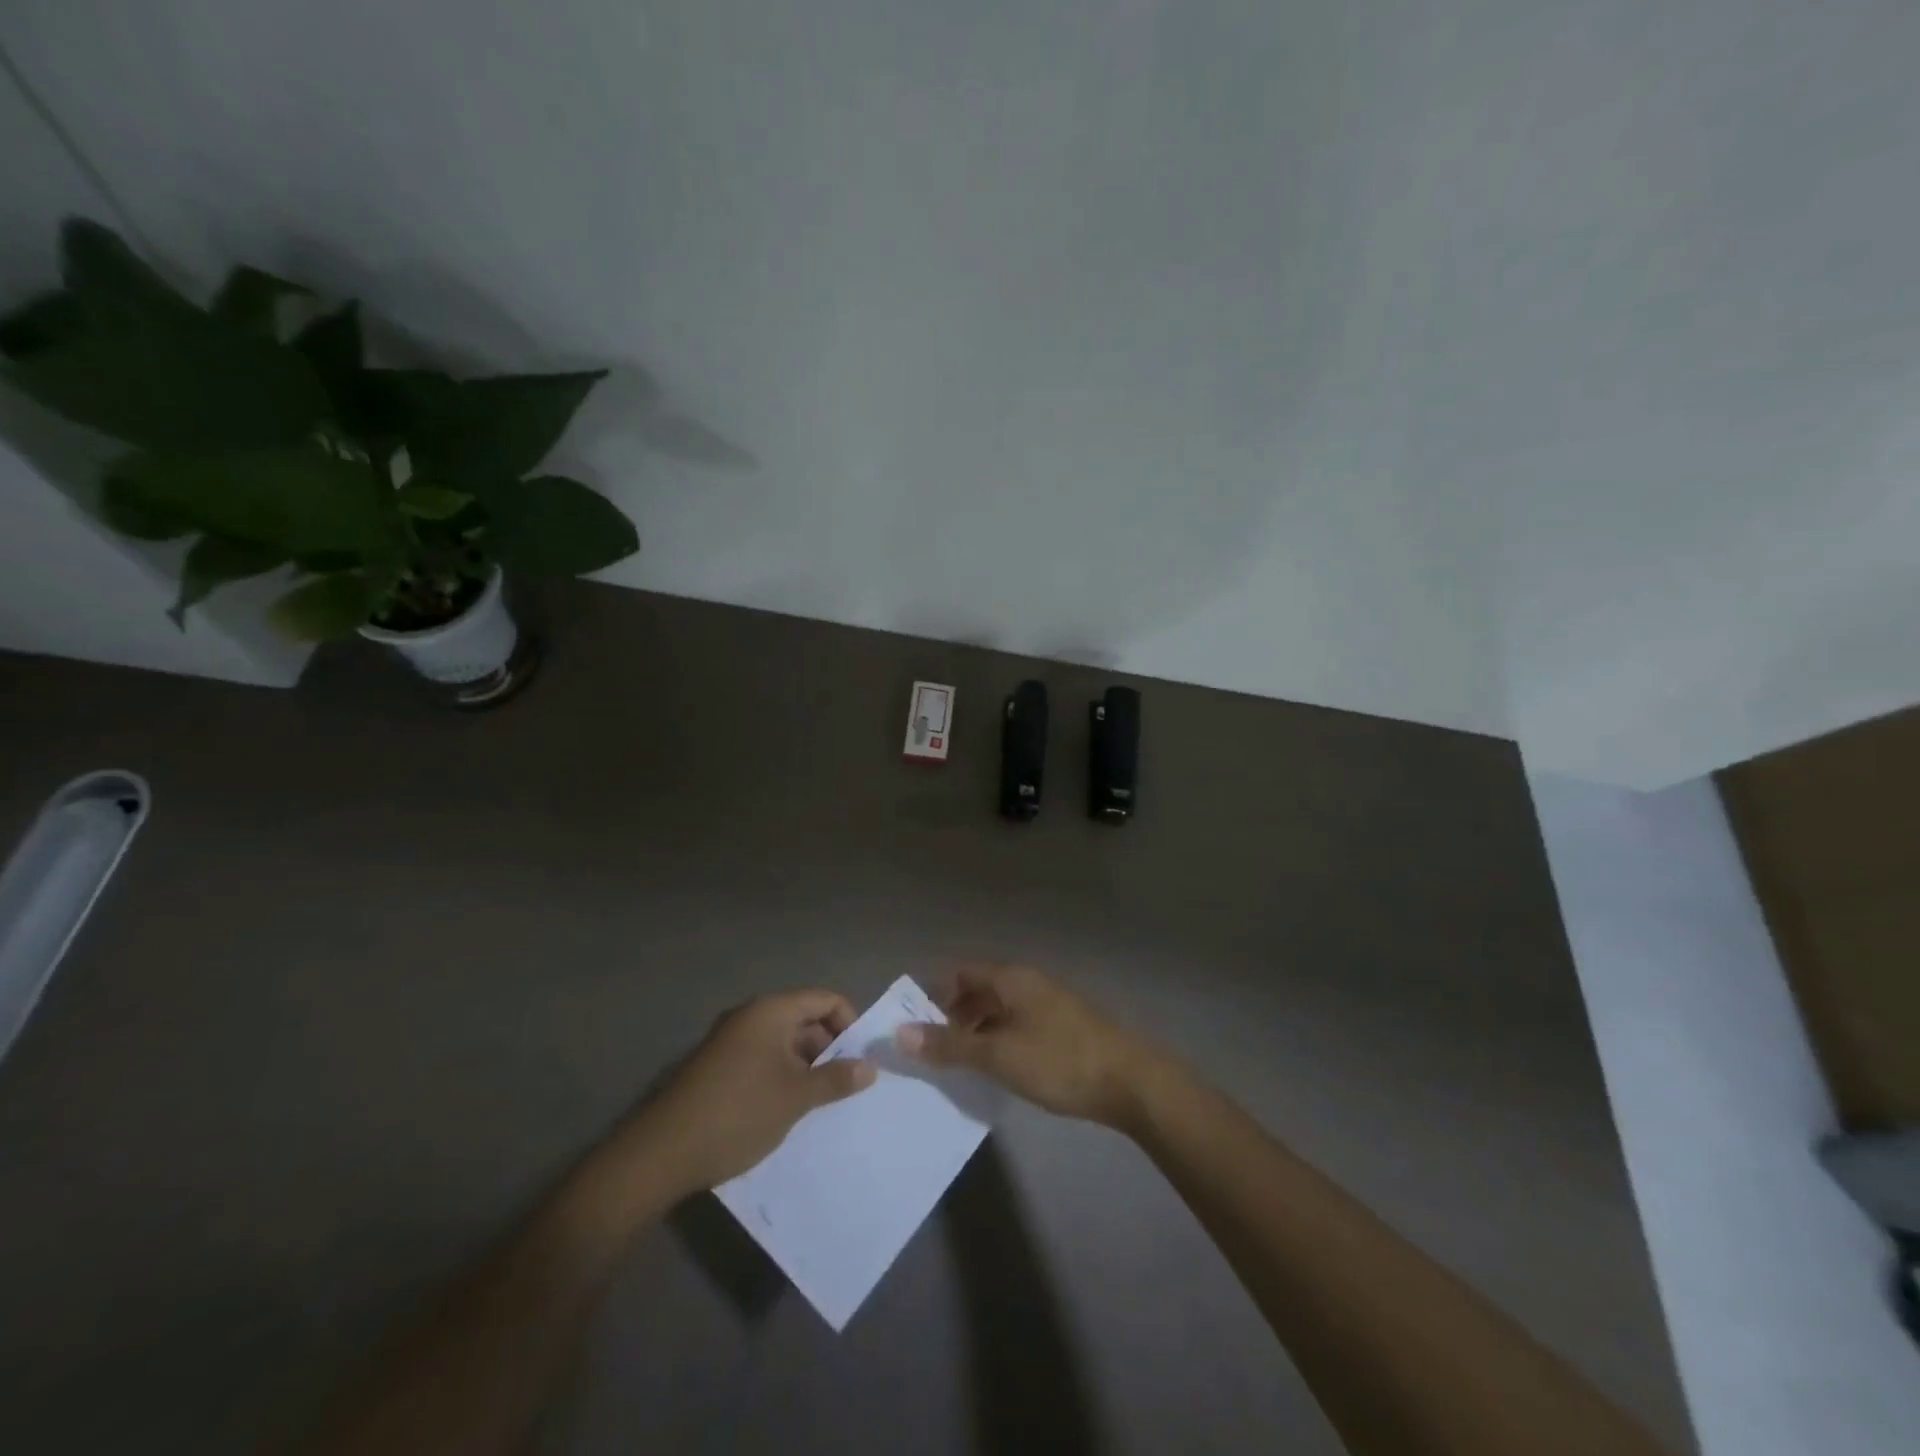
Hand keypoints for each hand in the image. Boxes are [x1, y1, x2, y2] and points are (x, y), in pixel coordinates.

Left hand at [626, 989, 876, 1196]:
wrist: (661, 1153)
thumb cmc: (739, 1112)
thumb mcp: (796, 1097)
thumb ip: (836, 1079)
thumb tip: (870, 1068)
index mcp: (771, 1010)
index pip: (824, 999)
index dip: (849, 1023)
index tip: (860, 1058)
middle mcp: (750, 1016)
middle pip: (803, 1018)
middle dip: (828, 1048)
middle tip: (846, 1084)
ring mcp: (730, 1041)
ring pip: (782, 1042)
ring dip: (805, 1066)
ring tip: (821, 1101)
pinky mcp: (716, 1067)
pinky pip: (761, 1059)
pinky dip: (781, 1076)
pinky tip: (787, 1109)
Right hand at [896, 965, 1162, 1128]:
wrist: (1130, 1082)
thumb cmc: (1059, 1060)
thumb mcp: (998, 1055)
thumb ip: (950, 1045)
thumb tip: (900, 1033)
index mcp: (1011, 978)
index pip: (961, 972)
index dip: (934, 993)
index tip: (913, 1025)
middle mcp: (1028, 983)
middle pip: (979, 990)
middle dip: (952, 1016)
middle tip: (931, 1051)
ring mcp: (1048, 1005)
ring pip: (999, 1010)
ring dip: (975, 1032)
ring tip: (958, 1065)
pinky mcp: (1062, 1028)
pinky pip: (1017, 1026)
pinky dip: (998, 1041)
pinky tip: (996, 1070)